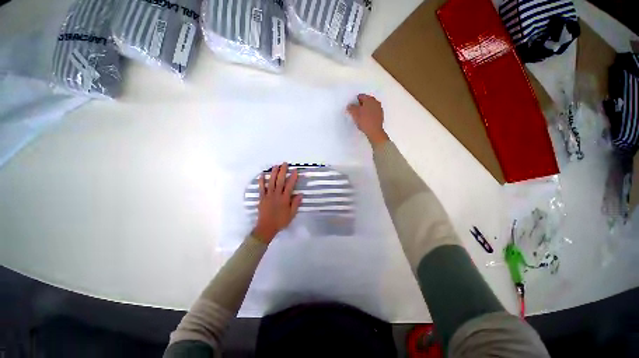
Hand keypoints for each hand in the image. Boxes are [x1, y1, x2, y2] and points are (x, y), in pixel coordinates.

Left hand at [252, 163, 302, 243]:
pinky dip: (261, 181)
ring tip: (275, 166)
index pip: (290, 185)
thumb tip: (300, 194)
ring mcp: (268, 195)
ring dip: (273, 173)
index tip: (295, 170)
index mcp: (284, 199)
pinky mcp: (262, 198)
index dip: (293, 177)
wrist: (266, 227)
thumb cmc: (280, 221)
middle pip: (280, 181)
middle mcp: (276, 195)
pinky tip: (261, 175)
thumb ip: (295, 204)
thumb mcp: (291, 214)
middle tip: (284, 163)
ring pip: (271, 182)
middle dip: (282, 171)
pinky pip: (261, 188)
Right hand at [347, 94, 389, 146]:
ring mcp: (379, 109)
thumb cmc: (364, 121)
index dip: (355, 101)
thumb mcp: (354, 113)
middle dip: (361, 105)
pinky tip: (366, 119)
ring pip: (370, 107)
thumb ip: (351, 108)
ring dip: (365, 109)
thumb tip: (349, 106)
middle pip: (366, 101)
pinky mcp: (381, 116)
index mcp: (369, 99)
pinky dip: (369, 114)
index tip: (352, 106)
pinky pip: (373, 112)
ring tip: (360, 116)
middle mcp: (376, 102)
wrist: (374, 131)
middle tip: (356, 111)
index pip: (361, 96)